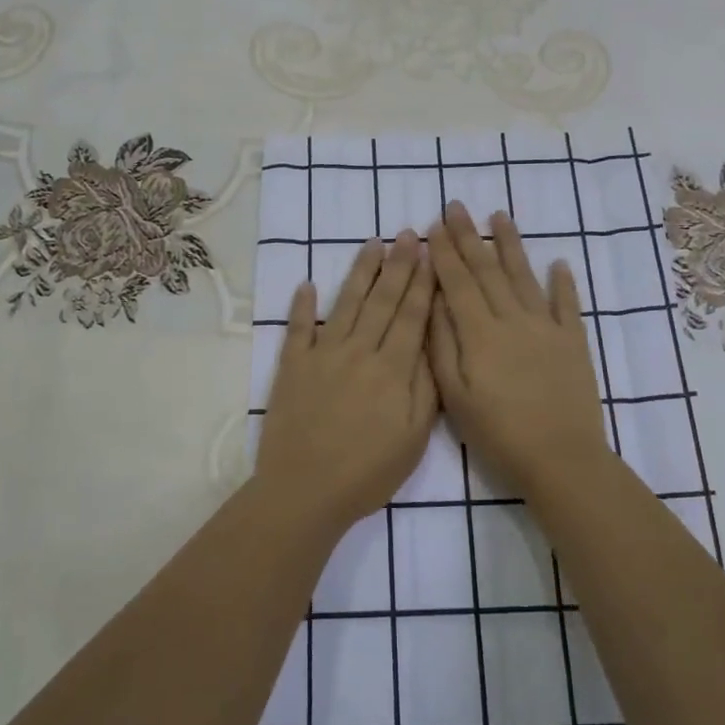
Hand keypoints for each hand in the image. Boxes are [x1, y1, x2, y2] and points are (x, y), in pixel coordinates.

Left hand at [255, 231, 437, 533]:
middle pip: (382, 301)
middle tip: (406, 233)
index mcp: (392, 369)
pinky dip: (301, 306)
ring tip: (371, 243)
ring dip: (360, 272)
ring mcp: (322, 355)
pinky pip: (298, 329)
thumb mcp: (414, 437)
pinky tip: (306, 284)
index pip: (411, 316)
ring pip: (345, 304)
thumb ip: (425, 387)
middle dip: (397, 265)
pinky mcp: (292, 367)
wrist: (305, 491)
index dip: (422, 283)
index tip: (430, 253)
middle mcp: (358, 352)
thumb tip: (431, 342)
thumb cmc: (368, 472)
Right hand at [427, 202, 612, 500]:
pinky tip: (559, 262)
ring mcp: (547, 328)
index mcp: (480, 333)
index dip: (444, 252)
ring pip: (525, 277)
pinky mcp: (574, 343)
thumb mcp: (454, 396)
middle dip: (469, 237)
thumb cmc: (498, 433)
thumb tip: (433, 302)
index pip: (457, 282)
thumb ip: (441, 346)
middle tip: (457, 206)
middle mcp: (513, 320)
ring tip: (500, 216)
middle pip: (487, 270)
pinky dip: (564, 283)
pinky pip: (568, 305)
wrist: (561, 459)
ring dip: (511, 245)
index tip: (433, 225)